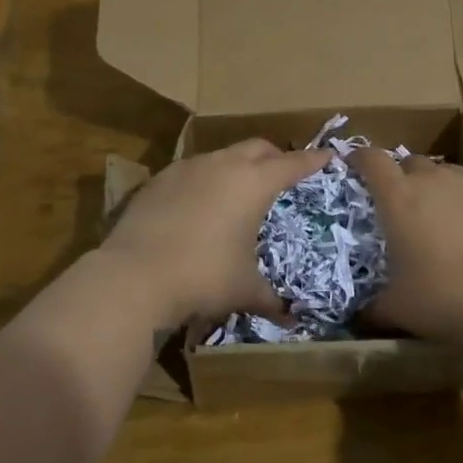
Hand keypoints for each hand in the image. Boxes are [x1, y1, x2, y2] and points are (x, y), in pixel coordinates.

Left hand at [100, 139, 331, 327]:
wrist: (134, 275)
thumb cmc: (203, 277)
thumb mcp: (243, 289)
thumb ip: (270, 298)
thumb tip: (288, 315)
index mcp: (253, 183)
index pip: (292, 164)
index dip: (313, 160)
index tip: (328, 155)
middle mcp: (223, 165)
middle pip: (257, 147)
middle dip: (275, 156)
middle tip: (283, 171)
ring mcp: (187, 168)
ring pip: (222, 155)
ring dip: (237, 166)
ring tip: (239, 189)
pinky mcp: (158, 179)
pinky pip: (192, 170)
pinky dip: (205, 179)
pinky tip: (200, 204)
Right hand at [347, 149, 462, 347]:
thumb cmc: (444, 297)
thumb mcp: (399, 308)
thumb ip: (373, 308)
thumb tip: (359, 318)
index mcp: (397, 197)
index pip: (371, 159)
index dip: (360, 159)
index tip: (354, 166)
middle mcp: (430, 179)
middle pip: (408, 162)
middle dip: (400, 176)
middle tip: (399, 205)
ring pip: (442, 171)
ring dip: (433, 185)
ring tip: (437, 216)